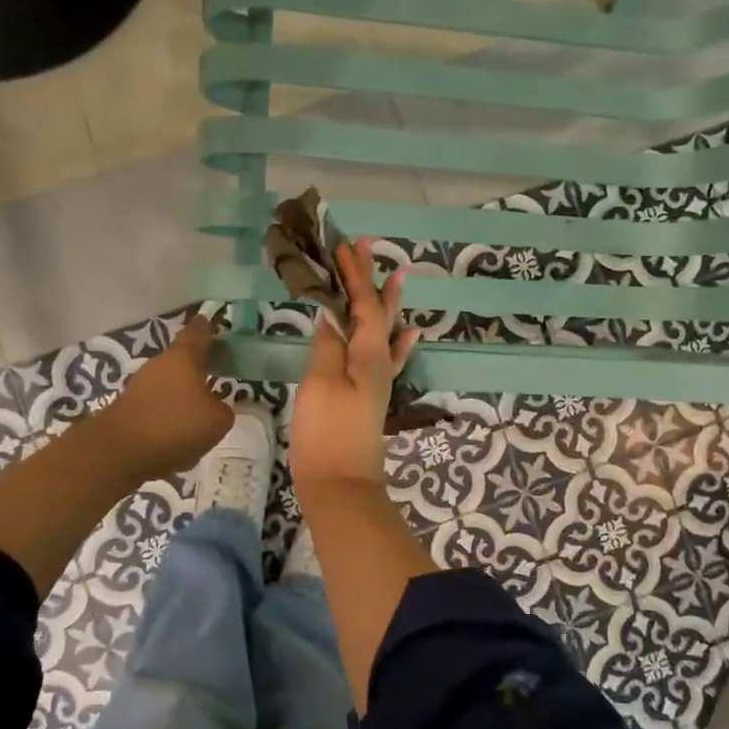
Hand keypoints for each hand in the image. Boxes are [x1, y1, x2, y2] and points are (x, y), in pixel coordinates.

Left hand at [99, 317, 233, 479]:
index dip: (207, 327)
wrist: (118, 452)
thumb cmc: (175, 425)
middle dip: (198, 366)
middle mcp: (158, 365)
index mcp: (183, 358)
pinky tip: (178, 438)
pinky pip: (157, 408)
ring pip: (168, 385)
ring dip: (183, 394)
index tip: (212, 323)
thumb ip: (223, 409)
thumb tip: (215, 407)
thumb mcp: (217, 421)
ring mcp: (139, 387)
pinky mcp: (128, 410)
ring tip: (200, 412)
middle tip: (217, 372)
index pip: (197, 333)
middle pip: (181, 360)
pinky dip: (169, 417)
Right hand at [291, 239, 419, 495]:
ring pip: (384, 331)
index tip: (346, 245)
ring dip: (384, 304)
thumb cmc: (326, 432)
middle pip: (376, 313)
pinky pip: (388, 358)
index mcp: (368, 354)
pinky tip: (408, 336)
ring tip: (396, 279)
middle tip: (365, 248)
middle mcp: (379, 362)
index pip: (363, 304)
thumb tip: (333, 319)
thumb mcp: (320, 384)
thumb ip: (329, 348)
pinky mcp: (370, 396)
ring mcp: (377, 380)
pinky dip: (397, 342)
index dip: (354, 275)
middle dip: (369, 280)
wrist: (339, 483)